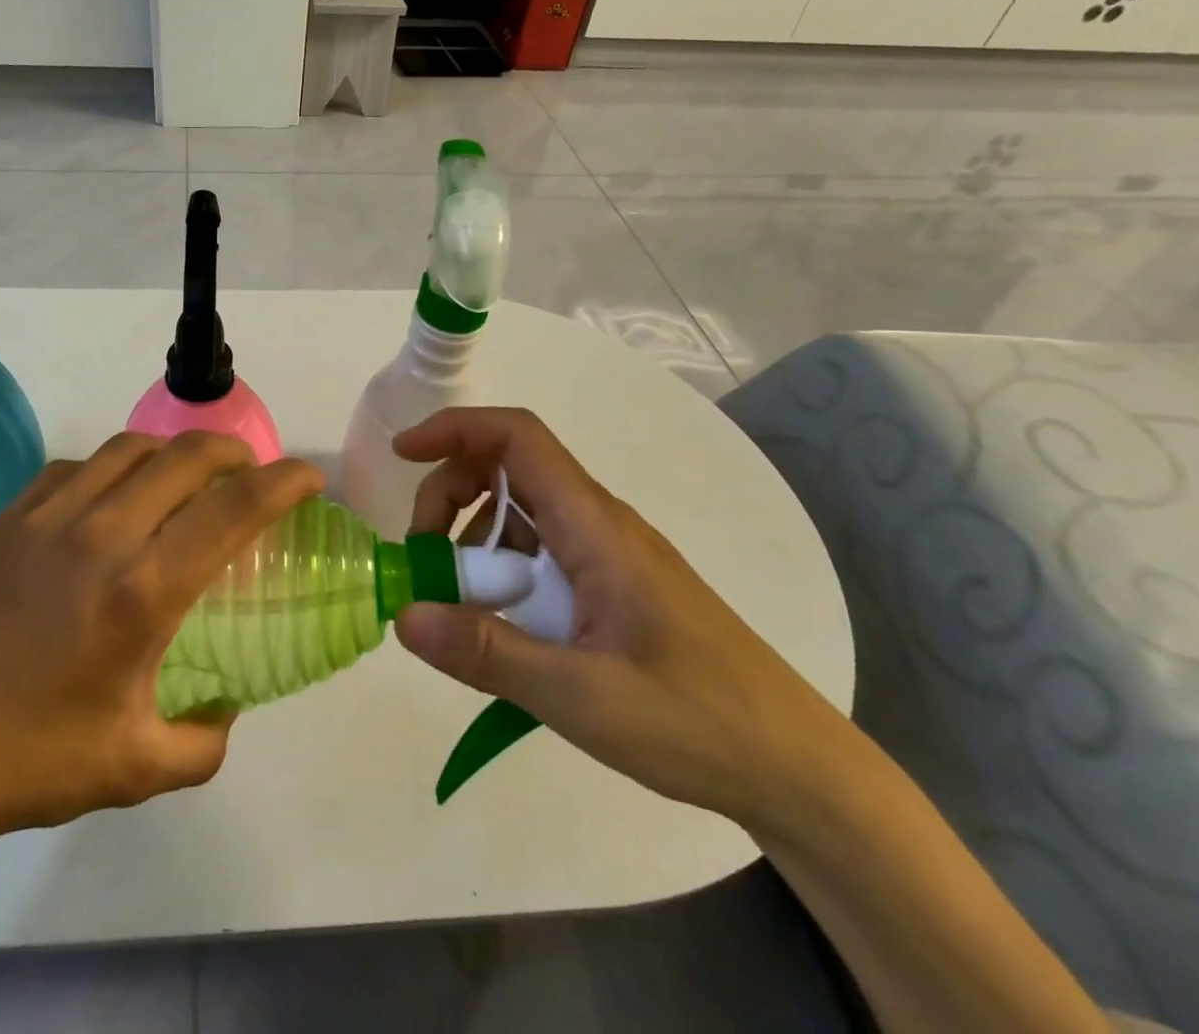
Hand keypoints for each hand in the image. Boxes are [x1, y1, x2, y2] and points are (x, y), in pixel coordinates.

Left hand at [0, 431, 322, 888]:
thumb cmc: (24, 762)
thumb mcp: (132, 770)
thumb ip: (201, 743)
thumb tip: (225, 712)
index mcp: (141, 590)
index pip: (233, 510)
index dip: (283, 482)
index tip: (310, 476)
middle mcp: (101, 534)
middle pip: (185, 455)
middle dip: (234, 452)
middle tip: (251, 473)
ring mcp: (47, 517)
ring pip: (129, 448)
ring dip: (172, 453)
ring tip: (185, 481)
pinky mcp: (6, 518)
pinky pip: (75, 467)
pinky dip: (112, 469)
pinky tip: (109, 502)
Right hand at [390, 408, 848, 833]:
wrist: (797, 768)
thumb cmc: (694, 720)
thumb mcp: (578, 696)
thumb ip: (486, 652)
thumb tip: (403, 615)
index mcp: (592, 524)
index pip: (516, 437)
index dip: (454, 429)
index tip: (401, 454)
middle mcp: (598, 522)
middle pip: (508, 469)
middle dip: (450, 494)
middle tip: (423, 557)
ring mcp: (608, 553)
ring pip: (521, 513)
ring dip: (473, 538)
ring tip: (457, 604)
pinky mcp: (613, 585)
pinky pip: (542, 552)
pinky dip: (502, 570)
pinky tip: (500, 627)